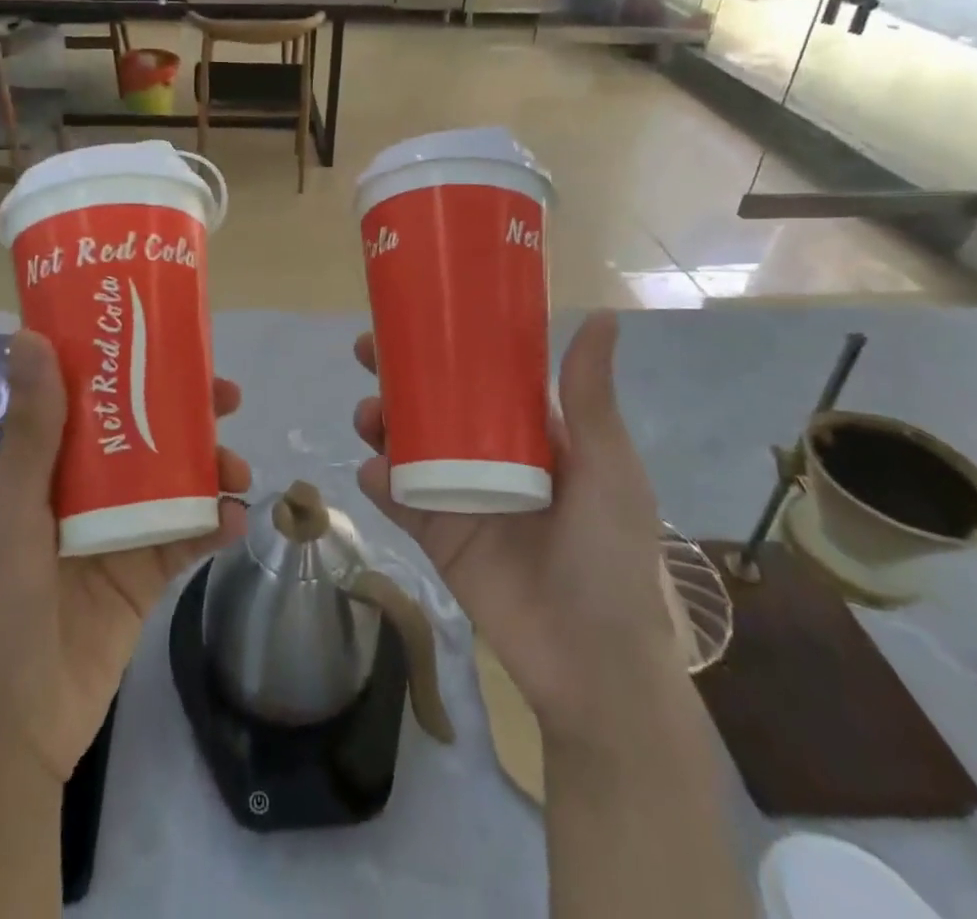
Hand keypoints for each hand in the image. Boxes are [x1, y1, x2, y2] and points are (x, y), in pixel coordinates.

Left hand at [0, 330, 250, 781]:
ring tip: (238, 469)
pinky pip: (189, 539)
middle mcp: (87, 492)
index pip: (95, 398)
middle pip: (146, 434)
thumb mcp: (16, 510)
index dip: (133, 367)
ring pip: (176, 481)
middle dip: (189, 414)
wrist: (9, 732)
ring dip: (212, 467)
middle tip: (228, 399)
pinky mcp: (146, 577)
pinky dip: (216, 524)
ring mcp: (120, 534)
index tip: (172, 343)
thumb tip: (30, 335)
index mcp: (49, 467)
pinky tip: (235, 519)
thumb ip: (34, 429)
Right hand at [353, 311, 680, 742]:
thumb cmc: (610, 553)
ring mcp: (458, 496)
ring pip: (407, 446)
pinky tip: (374, 472)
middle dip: (398, 378)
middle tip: (366, 352)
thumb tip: (601, 315)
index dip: (448, 346)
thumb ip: (591, 397)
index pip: (482, 378)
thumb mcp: (607, 468)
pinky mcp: (436, 535)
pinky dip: (380, 482)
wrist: (592, 662)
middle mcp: (488, 458)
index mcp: (530, 436)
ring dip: (380, 424)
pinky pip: (398, 500)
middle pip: (432, 406)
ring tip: (368, 416)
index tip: (415, 316)